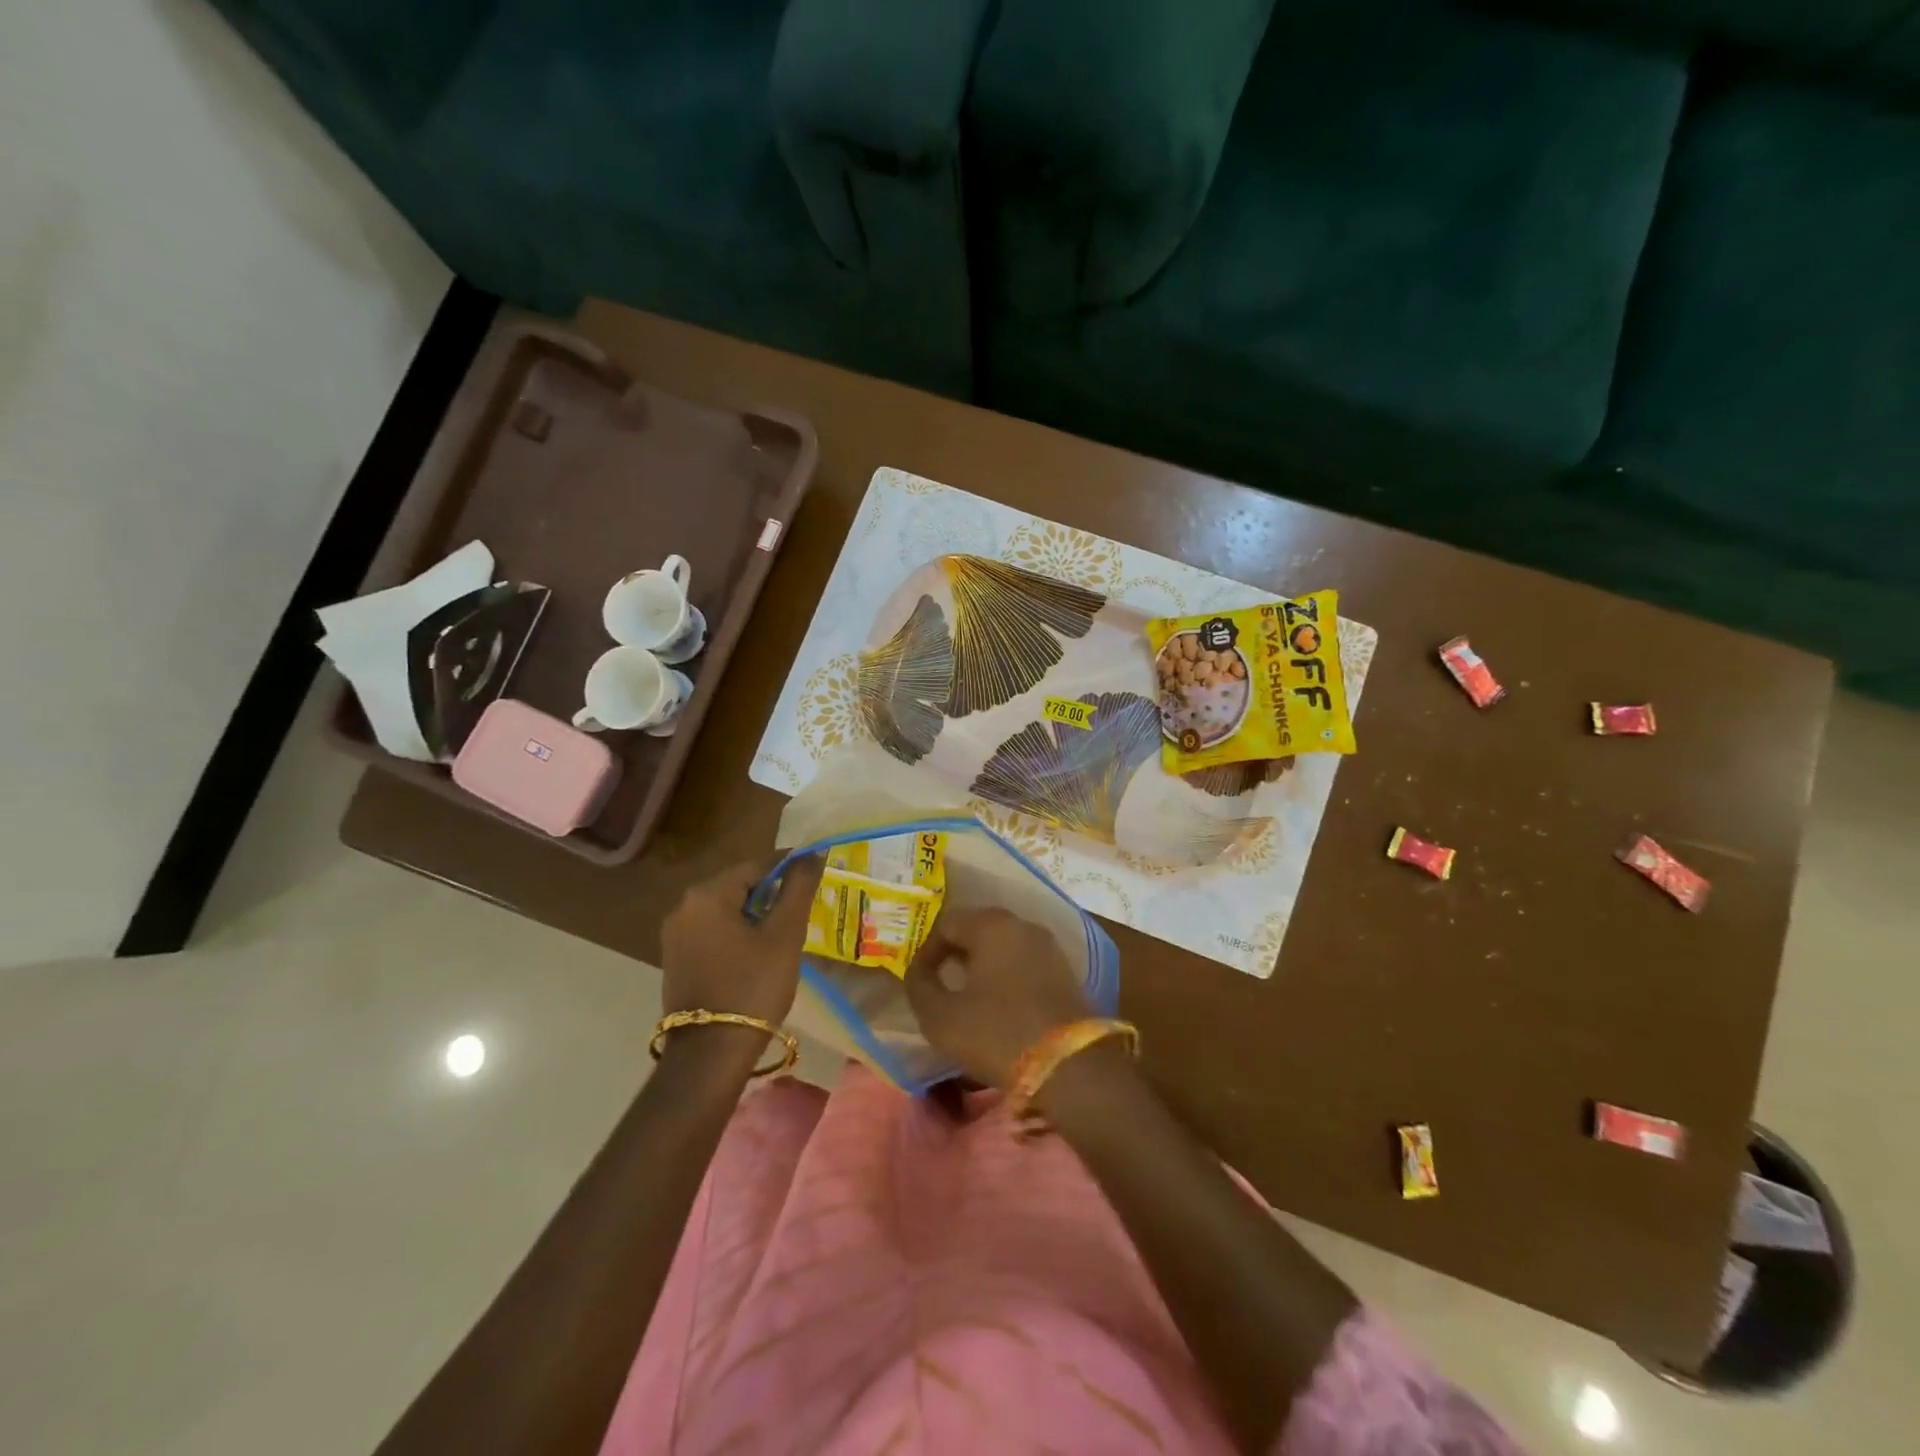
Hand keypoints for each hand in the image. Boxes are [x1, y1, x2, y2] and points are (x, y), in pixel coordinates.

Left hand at [661, 856, 822, 1028]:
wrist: (710, 1055)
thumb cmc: (753, 987)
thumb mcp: (784, 935)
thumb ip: (798, 888)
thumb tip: (812, 853)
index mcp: (707, 894)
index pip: (757, 865)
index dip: (789, 867)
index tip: (816, 875)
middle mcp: (683, 907)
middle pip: (739, 886)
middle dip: (772, 893)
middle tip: (804, 909)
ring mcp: (675, 935)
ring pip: (726, 910)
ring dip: (756, 915)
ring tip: (786, 932)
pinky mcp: (676, 959)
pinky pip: (713, 932)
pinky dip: (738, 934)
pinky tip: (759, 953)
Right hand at [905, 907, 1093, 1087]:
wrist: (1070, 1065)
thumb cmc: (997, 1033)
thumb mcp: (941, 1017)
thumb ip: (920, 987)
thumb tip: (918, 973)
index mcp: (991, 925)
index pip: (946, 924)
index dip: (926, 951)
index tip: (919, 981)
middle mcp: (1022, 925)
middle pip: (978, 930)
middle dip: (955, 955)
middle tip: (941, 986)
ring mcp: (1049, 947)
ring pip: (1004, 947)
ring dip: (982, 967)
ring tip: (969, 999)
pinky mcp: (1065, 971)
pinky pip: (1025, 964)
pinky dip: (1007, 977)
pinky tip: (1000, 1007)